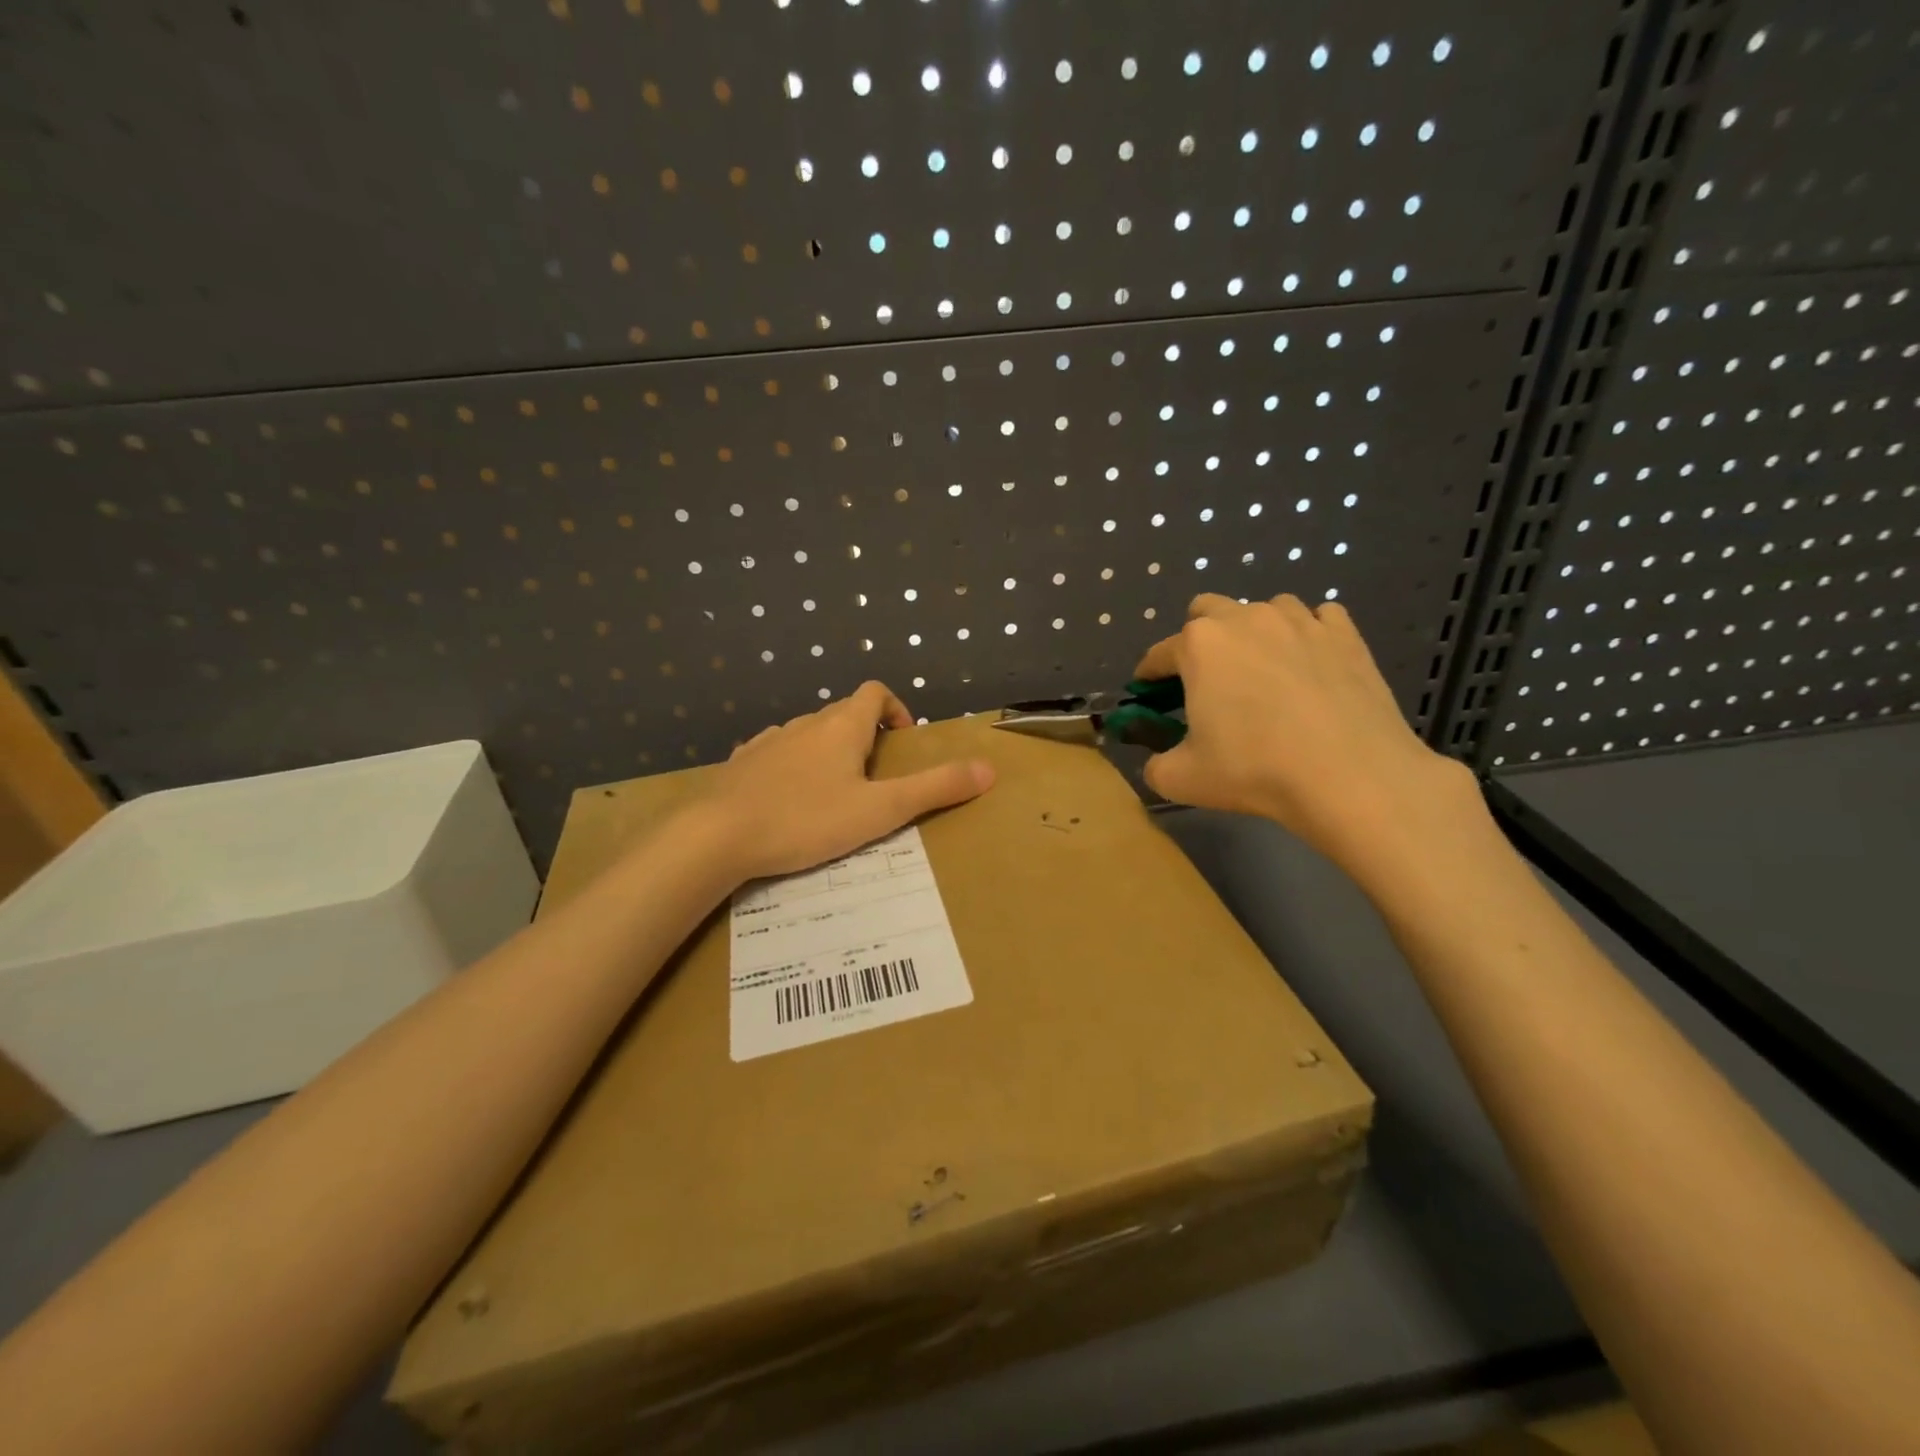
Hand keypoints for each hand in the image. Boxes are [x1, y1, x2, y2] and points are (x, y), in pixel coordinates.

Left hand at [701, 681, 994, 880]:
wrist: (717, 835)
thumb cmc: (806, 820)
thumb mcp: (881, 810)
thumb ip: (935, 789)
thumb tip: (989, 769)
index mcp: (842, 726)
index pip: (875, 692)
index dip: (896, 709)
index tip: (903, 742)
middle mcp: (805, 723)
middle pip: (843, 713)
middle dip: (866, 737)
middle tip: (875, 780)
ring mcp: (769, 740)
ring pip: (809, 734)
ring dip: (828, 753)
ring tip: (834, 795)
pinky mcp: (741, 763)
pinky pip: (777, 754)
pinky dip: (793, 767)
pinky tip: (789, 801)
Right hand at [1134, 594, 1477, 877]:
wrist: (1351, 775)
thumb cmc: (1255, 770)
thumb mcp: (1181, 779)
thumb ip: (1156, 765)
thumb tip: (1160, 761)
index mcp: (1199, 645)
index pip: (1159, 654)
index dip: (1149, 676)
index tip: (1149, 695)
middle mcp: (1246, 618)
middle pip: (1207, 610)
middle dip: (1197, 639)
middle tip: (1205, 680)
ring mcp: (1300, 621)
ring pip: (1264, 609)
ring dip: (1253, 633)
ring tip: (1262, 672)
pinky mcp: (1346, 634)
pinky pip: (1318, 619)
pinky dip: (1307, 636)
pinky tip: (1310, 666)